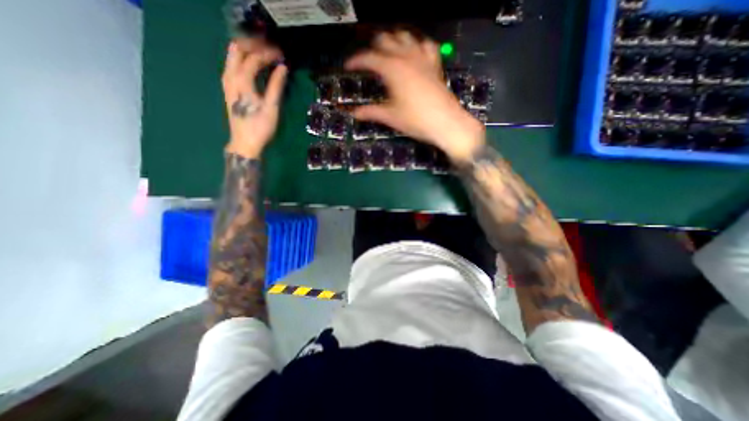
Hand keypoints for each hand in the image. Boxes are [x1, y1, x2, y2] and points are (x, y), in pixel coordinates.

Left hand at [221, 38, 287, 157]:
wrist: (245, 143)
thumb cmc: (260, 126)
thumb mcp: (272, 107)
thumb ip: (276, 85)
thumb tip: (283, 68)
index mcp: (242, 80)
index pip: (254, 58)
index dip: (268, 54)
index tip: (282, 54)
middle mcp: (230, 77)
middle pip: (237, 50)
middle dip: (254, 45)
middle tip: (271, 49)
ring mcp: (227, 82)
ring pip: (232, 56)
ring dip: (247, 51)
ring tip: (263, 54)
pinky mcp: (228, 89)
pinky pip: (232, 66)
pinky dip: (243, 60)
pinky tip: (252, 66)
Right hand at [345, 31, 484, 163]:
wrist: (446, 123)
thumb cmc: (416, 120)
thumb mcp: (390, 117)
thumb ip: (371, 112)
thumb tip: (354, 114)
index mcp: (392, 69)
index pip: (369, 58)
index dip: (356, 61)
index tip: (348, 66)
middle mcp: (406, 57)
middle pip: (385, 40)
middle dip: (373, 47)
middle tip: (367, 61)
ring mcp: (422, 58)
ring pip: (405, 36)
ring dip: (393, 41)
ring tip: (387, 53)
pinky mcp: (434, 64)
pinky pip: (426, 45)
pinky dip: (418, 45)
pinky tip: (414, 53)